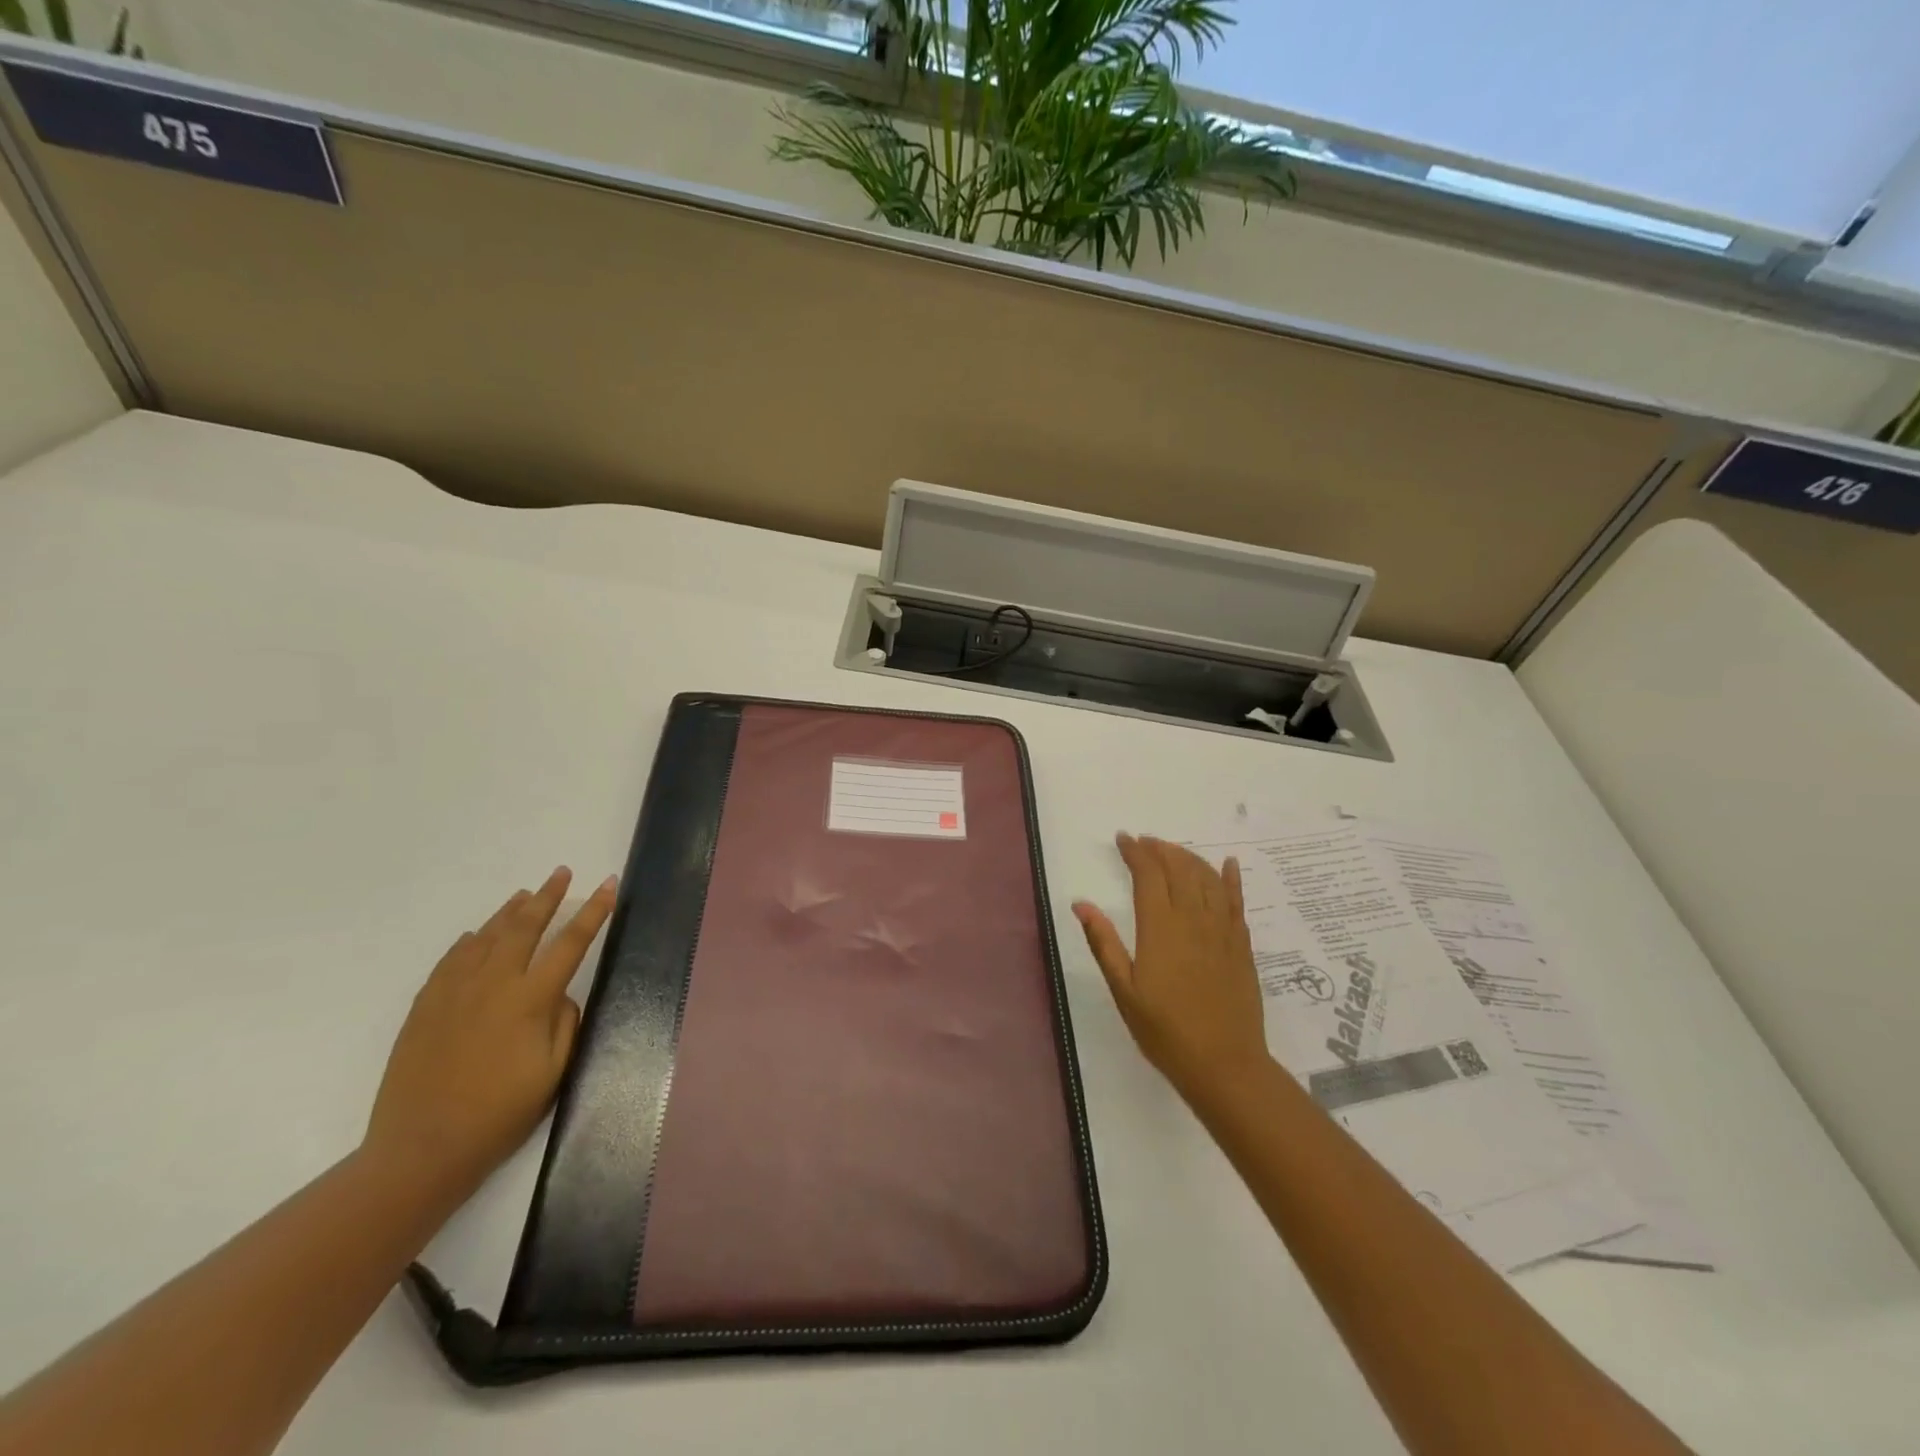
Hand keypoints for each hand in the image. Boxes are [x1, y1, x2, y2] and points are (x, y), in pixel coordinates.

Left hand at [363, 866, 617, 1203]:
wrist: (421, 1149)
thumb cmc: (500, 1113)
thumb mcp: (553, 1071)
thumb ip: (564, 1022)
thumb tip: (558, 995)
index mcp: (530, 999)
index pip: (571, 942)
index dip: (593, 911)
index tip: (608, 884)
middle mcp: (493, 984)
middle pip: (524, 927)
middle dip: (547, 897)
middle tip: (561, 872)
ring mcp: (454, 993)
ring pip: (485, 937)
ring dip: (509, 912)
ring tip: (525, 894)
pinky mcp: (425, 1007)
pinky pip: (450, 961)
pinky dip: (468, 942)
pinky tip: (475, 935)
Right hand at [1073, 834, 1270, 1108]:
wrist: (1224, 1064)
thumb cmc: (1164, 1031)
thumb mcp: (1123, 990)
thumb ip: (1103, 942)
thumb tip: (1081, 903)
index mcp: (1159, 927)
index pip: (1148, 874)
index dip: (1135, 852)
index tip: (1123, 839)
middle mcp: (1192, 918)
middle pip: (1178, 868)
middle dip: (1160, 849)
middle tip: (1144, 842)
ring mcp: (1221, 929)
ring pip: (1207, 877)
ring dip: (1188, 857)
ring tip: (1172, 851)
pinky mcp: (1242, 944)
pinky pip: (1237, 900)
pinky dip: (1231, 878)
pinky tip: (1228, 864)